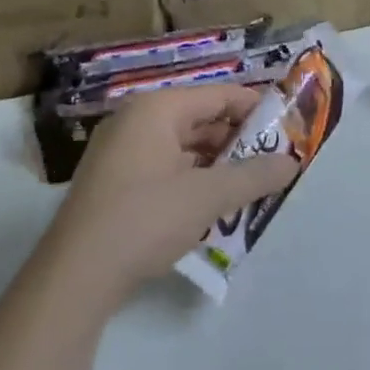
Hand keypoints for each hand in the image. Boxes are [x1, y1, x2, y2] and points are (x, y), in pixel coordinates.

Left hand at [39, 85, 300, 295]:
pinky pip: (166, 168)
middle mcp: (136, 121)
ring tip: (253, 186)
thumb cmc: (145, 220)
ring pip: (184, 147)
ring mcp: (121, 152)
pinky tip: (216, 205)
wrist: (76, 274)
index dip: (257, 109)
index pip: (219, 95)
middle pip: (201, 119)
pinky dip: (194, 180)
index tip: (289, 130)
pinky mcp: (116, 182)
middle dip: (240, 141)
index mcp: (156, 109)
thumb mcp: (208, 197)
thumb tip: (292, 162)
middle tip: (275, 163)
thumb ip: (254, 176)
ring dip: (219, 165)